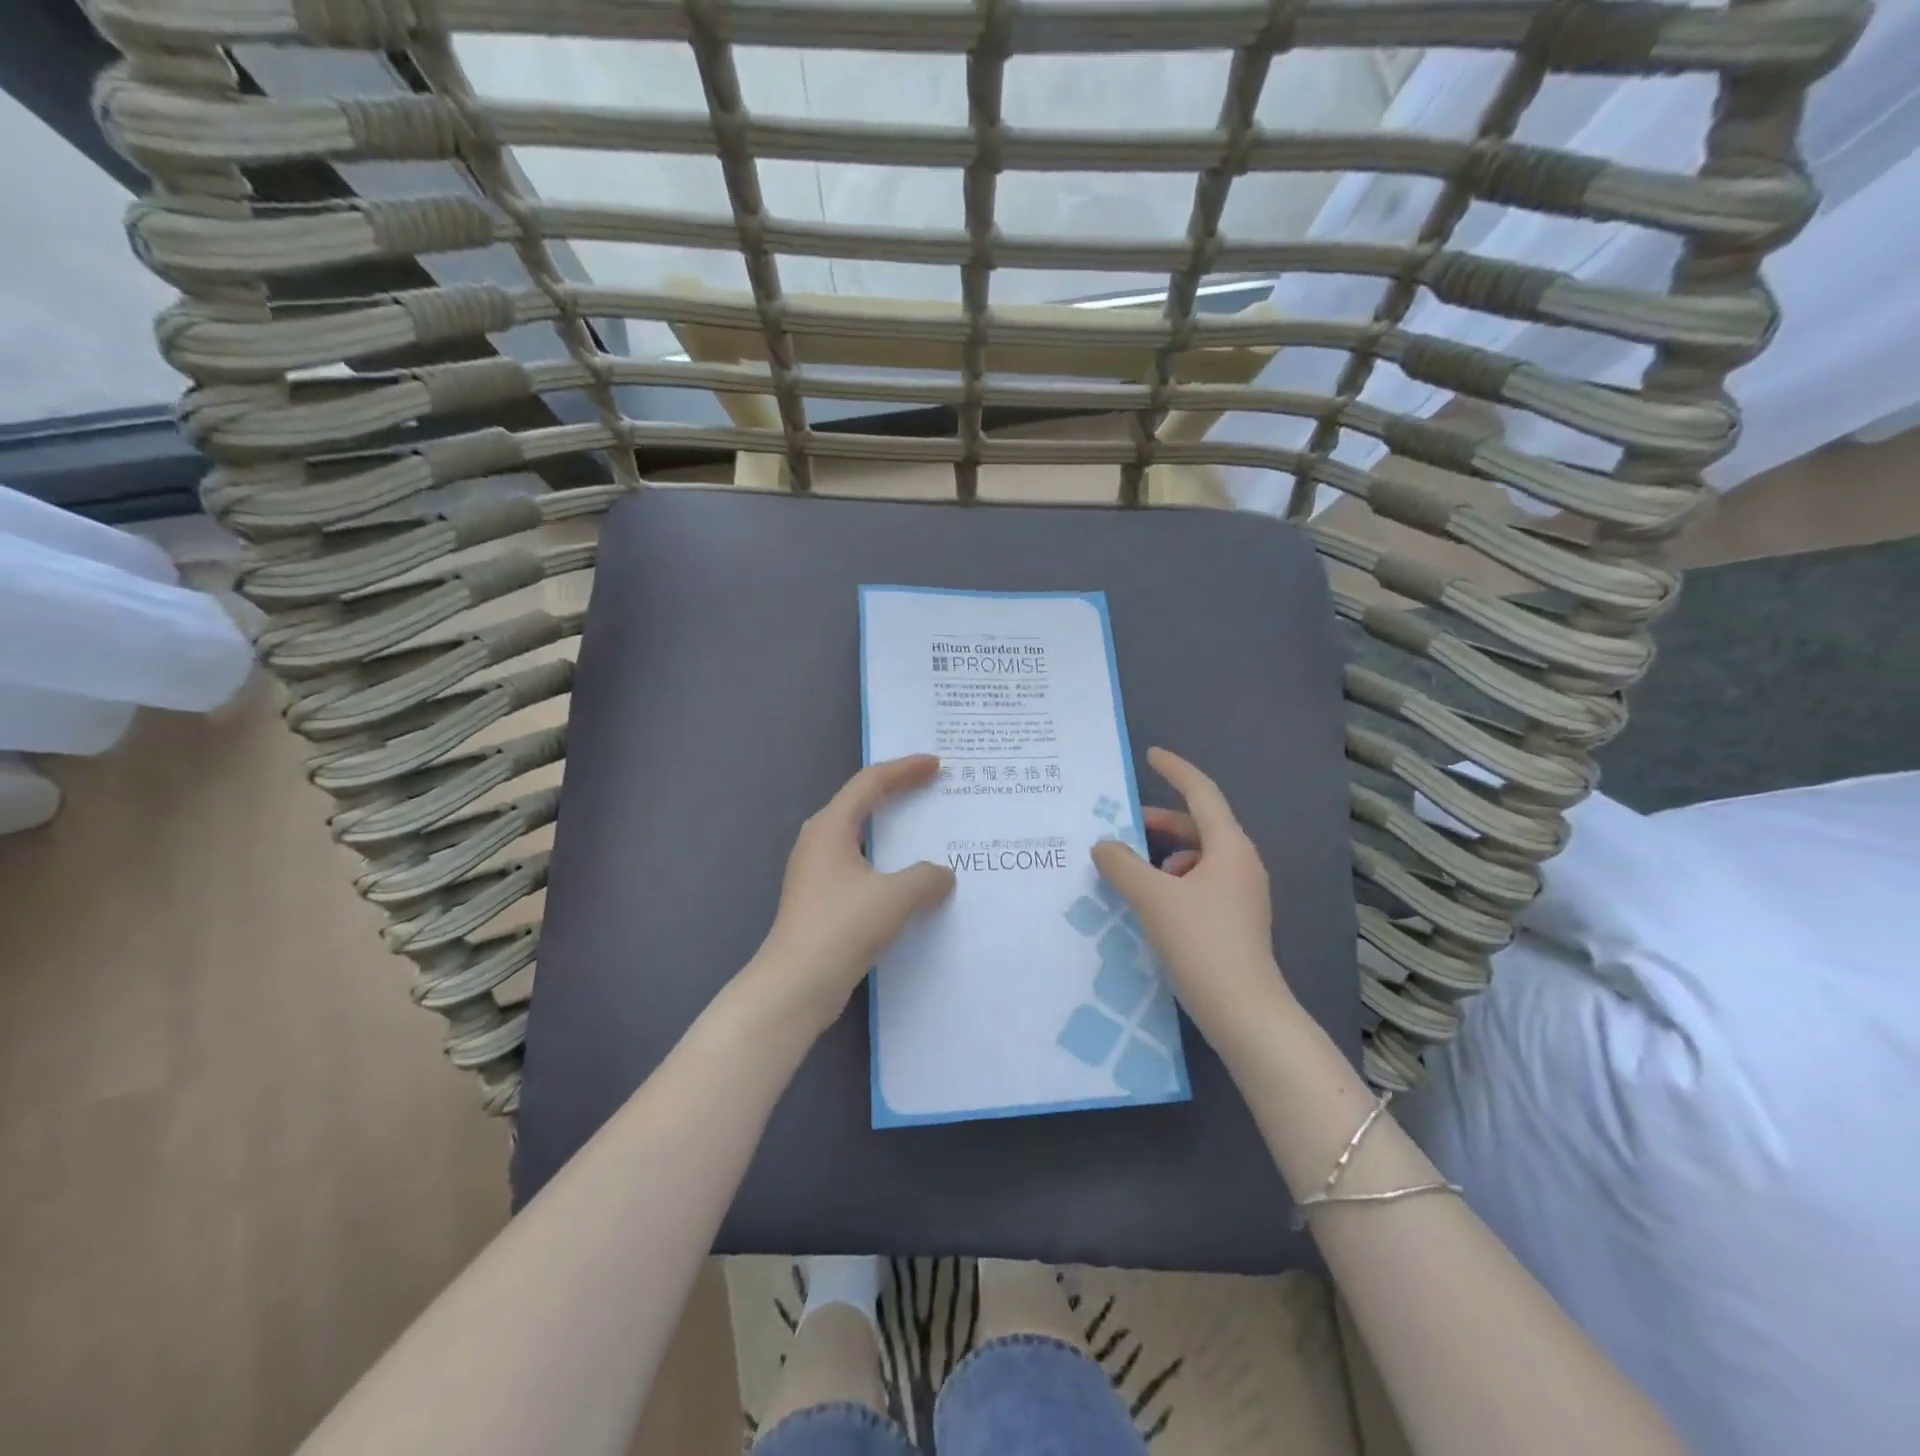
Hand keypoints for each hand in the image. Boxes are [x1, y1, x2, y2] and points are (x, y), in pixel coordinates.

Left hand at [744, 755, 956, 1038]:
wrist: (795, 986)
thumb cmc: (842, 928)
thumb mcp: (895, 897)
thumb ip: (926, 878)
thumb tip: (942, 875)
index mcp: (831, 827)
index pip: (871, 782)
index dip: (905, 769)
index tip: (936, 765)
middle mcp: (819, 841)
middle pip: (862, 804)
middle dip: (898, 793)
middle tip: (932, 789)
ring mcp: (816, 872)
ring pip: (861, 838)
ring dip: (893, 832)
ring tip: (926, 832)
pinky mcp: (820, 900)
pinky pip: (860, 866)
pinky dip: (887, 863)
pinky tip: (909, 881)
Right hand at [1091, 748, 1295, 1052]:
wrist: (1244, 1012)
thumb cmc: (1201, 942)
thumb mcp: (1153, 897)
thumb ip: (1122, 864)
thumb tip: (1104, 846)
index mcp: (1229, 847)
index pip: (1201, 793)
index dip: (1175, 770)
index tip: (1150, 755)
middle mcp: (1240, 864)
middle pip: (1198, 826)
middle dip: (1160, 822)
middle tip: (1123, 824)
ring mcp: (1241, 895)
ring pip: (1197, 858)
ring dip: (1163, 856)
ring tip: (1130, 870)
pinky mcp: (1234, 922)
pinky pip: (1199, 884)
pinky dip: (1172, 882)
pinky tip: (1150, 903)